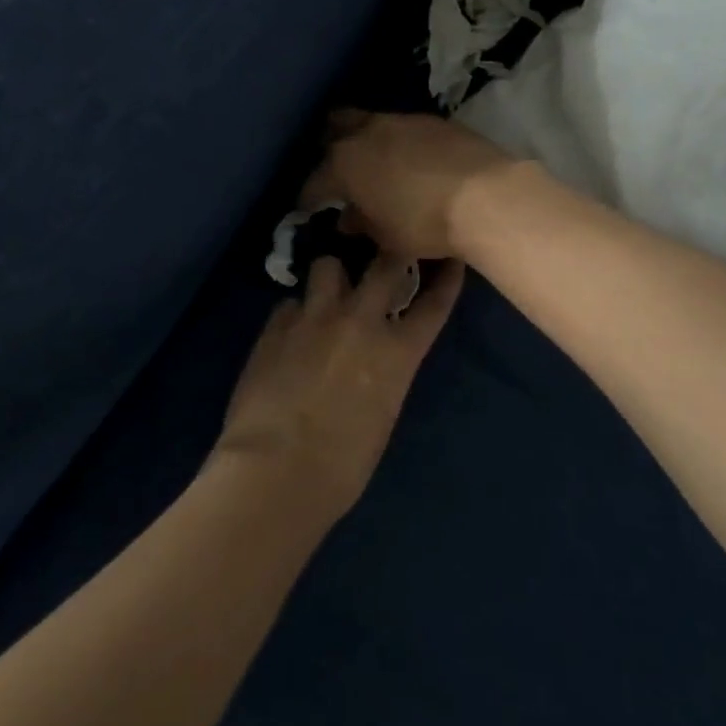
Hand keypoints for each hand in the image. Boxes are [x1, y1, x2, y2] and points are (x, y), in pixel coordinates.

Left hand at [214, 255, 465, 523]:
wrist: (276, 469)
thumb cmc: (342, 466)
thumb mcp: (382, 415)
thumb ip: (383, 374)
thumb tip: (372, 361)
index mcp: (397, 352)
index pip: (433, 304)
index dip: (445, 278)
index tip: (449, 260)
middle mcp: (360, 320)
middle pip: (385, 264)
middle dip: (389, 255)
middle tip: (384, 258)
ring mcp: (315, 316)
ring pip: (328, 265)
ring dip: (332, 276)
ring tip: (327, 292)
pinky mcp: (276, 323)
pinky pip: (290, 302)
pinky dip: (295, 312)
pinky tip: (290, 331)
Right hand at [300, 110, 521, 260]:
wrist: (485, 195)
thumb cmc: (424, 222)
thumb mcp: (386, 235)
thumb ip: (362, 223)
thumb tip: (348, 218)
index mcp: (345, 163)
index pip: (315, 181)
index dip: (309, 197)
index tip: (309, 209)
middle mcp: (367, 132)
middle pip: (336, 129)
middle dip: (331, 148)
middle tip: (339, 171)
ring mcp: (402, 120)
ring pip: (371, 123)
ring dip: (368, 141)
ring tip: (376, 163)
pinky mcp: (434, 120)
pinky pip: (404, 128)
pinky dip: (400, 142)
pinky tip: (411, 160)